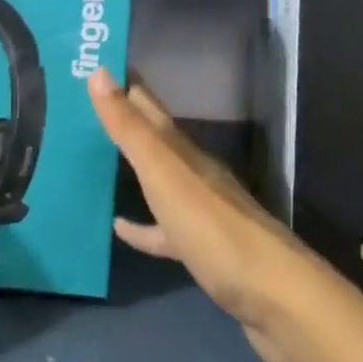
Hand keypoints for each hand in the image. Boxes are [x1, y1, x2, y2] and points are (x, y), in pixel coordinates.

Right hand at [88, 67, 362, 361]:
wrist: (275, 298)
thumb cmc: (214, 229)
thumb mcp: (165, 175)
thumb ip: (130, 129)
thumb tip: (98, 71)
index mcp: (183, 152)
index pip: (149, 106)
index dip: (125, 84)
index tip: (96, 63)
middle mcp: (194, 172)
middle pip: (155, 138)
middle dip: (126, 120)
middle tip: (87, 106)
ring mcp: (201, 212)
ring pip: (160, 179)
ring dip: (133, 168)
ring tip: (97, 161)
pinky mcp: (203, 250)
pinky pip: (164, 229)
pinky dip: (143, 226)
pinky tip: (120, 228)